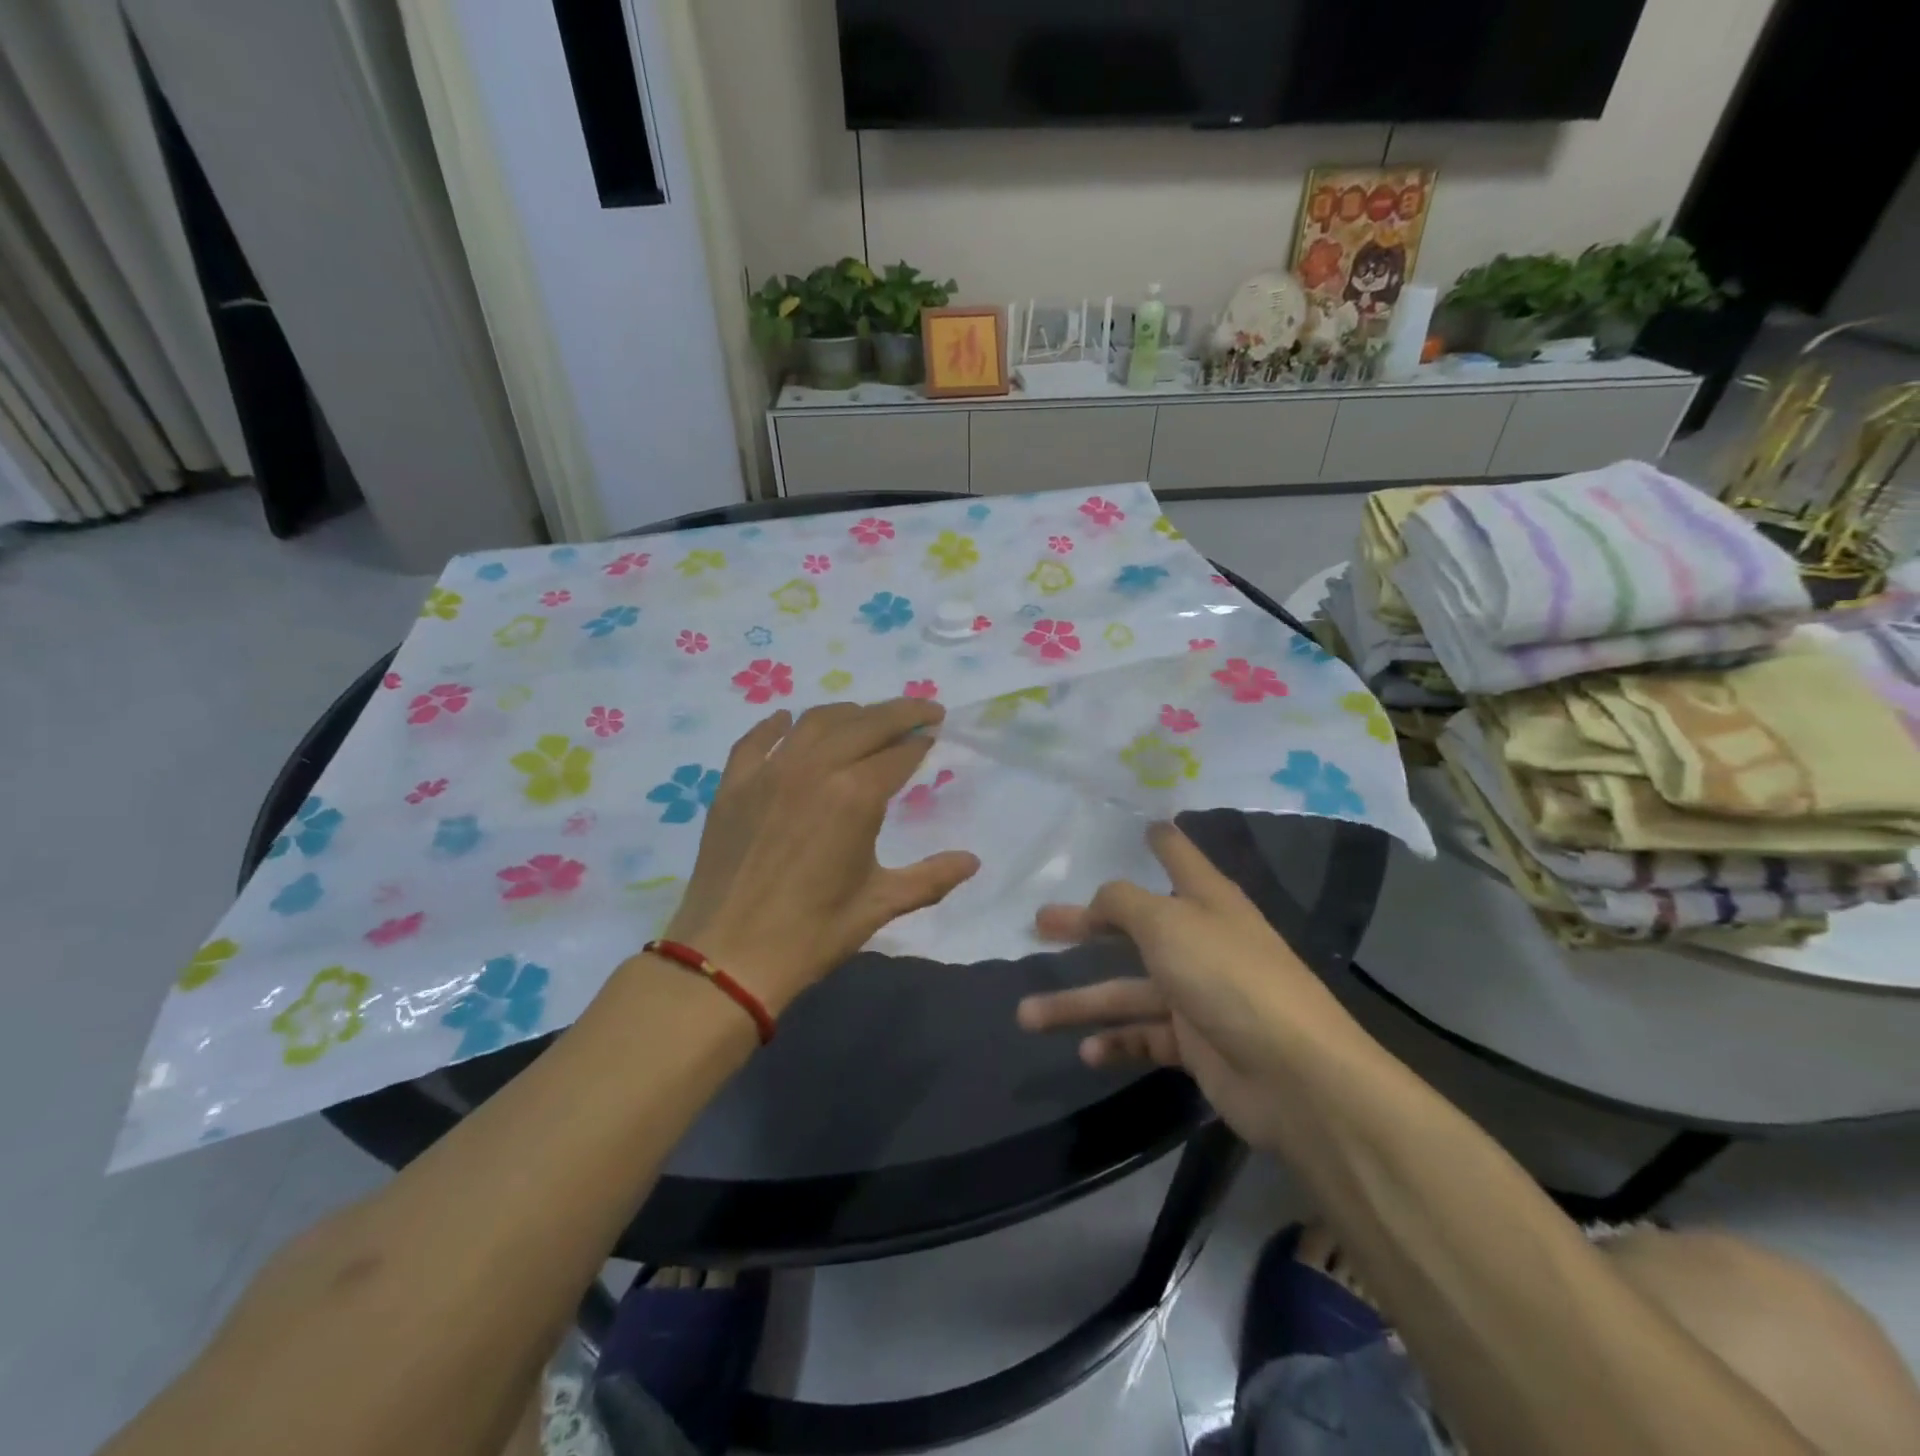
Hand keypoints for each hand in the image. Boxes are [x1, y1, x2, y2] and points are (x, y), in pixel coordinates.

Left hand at [659, 699, 978, 1014]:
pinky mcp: (734, 785)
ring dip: (848, 712)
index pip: (899, 752)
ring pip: (815, 722)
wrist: (729, 957)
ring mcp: (769, 773)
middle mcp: (814, 769)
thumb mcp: (880, 904)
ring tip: (866, 716)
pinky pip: (756, 740)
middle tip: (922, 710)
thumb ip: (931, 878)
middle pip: (865, 722)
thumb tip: (973, 861)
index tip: (936, 731)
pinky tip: (787, 720)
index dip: (921, 739)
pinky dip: (776, 725)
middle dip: (900, 712)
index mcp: (855, 795)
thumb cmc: (813, 933)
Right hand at [1015, 822, 1356, 1151]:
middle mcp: (1201, 942)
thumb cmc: (1227, 976)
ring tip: (1026, 1015)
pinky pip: (1146, 1037)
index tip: (1144, 823)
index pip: (1179, 856)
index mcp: (1206, 901)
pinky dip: (1116, 1043)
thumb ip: (1123, 903)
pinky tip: (1087, 1052)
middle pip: (1133, 927)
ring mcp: (1199, 995)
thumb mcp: (1167, 923)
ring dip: (1080, 1004)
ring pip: (1127, 992)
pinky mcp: (1197, 1044)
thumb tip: (1099, 901)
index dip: (1161, 839)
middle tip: (1038, 923)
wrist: (1294, 1076)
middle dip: (1085, 926)